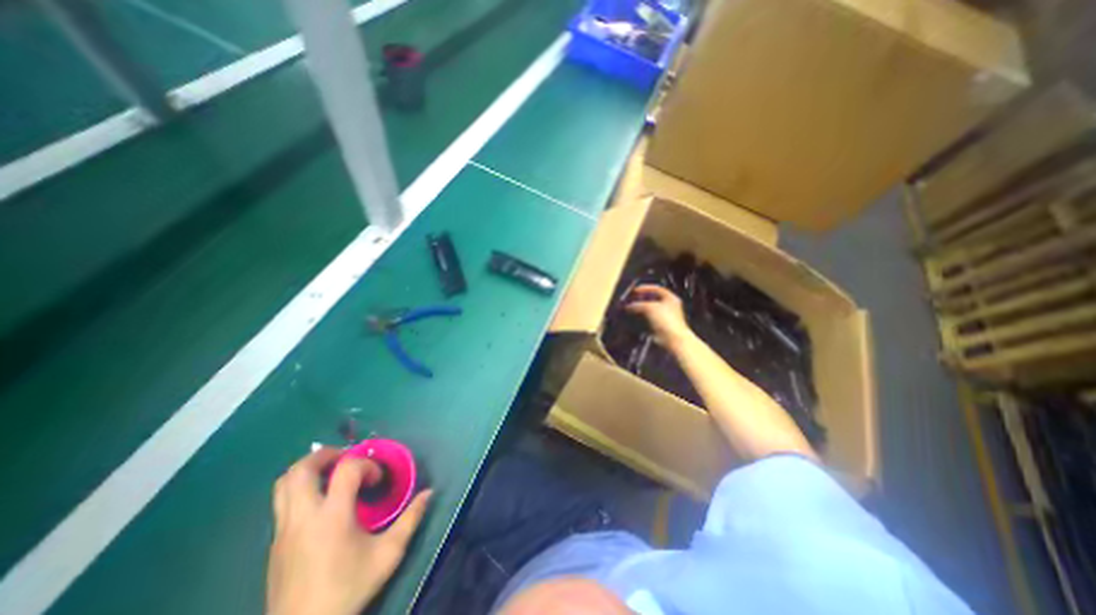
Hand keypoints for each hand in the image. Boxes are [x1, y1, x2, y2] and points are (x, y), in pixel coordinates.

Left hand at [265, 446, 430, 613]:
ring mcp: (283, 530)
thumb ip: (411, 519)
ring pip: (283, 484)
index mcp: (332, 516)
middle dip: (325, 455)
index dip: (366, 465)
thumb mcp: (388, 554)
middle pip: (301, 469)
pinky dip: (301, 489)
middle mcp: (303, 517)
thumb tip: (430, 492)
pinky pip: (282, 503)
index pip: (346, 469)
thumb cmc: (349, 589)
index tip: (377, 480)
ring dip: (307, 469)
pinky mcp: (274, 544)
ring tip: (330, 473)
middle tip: (346, 458)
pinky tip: (321, 503)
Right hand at [625, 283, 690, 350]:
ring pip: (650, 309)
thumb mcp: (650, 308)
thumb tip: (628, 306)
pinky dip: (641, 317)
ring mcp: (665, 316)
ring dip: (640, 308)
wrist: (672, 339)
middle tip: (631, 299)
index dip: (644, 288)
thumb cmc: (665, 320)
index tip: (634, 290)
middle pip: (653, 298)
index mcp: (670, 298)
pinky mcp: (660, 325)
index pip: (656, 289)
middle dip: (641, 299)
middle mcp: (669, 306)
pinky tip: (634, 317)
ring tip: (630, 308)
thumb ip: (638, 305)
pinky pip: (649, 318)